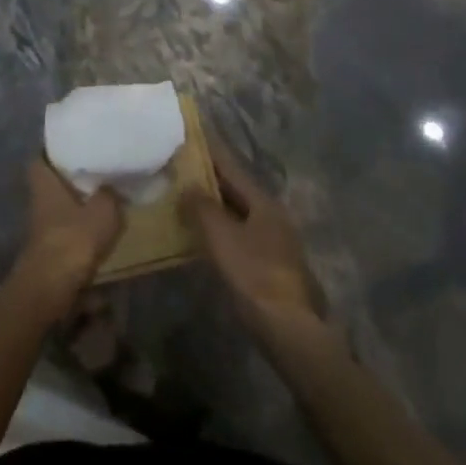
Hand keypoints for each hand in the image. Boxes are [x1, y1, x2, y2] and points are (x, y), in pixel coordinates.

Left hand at [15, 158, 123, 307]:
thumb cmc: (74, 238)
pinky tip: (100, 226)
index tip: (75, 144)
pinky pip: (67, 226)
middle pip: (51, 182)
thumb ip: (110, 193)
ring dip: (77, 202)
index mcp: (44, 181)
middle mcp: (38, 199)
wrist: (52, 287)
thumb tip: (112, 185)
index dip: (55, 150)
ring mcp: (42, 225)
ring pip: (60, 205)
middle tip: (96, 169)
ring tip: (104, 196)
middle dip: (70, 177)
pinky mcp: (49, 247)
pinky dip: (80, 225)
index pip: (42, 156)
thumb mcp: (103, 210)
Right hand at [182, 135, 323, 336]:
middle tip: (177, 165)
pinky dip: (218, 227)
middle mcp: (271, 214)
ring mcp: (272, 240)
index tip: (189, 134)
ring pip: (236, 212)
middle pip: (235, 189)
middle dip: (207, 177)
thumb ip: (202, 207)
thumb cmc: (253, 275)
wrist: (288, 329)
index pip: (230, 166)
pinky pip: (237, 233)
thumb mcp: (221, 237)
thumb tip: (188, 185)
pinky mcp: (268, 263)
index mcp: (263, 202)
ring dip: (211, 204)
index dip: (208, 150)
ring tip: (182, 196)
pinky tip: (199, 233)